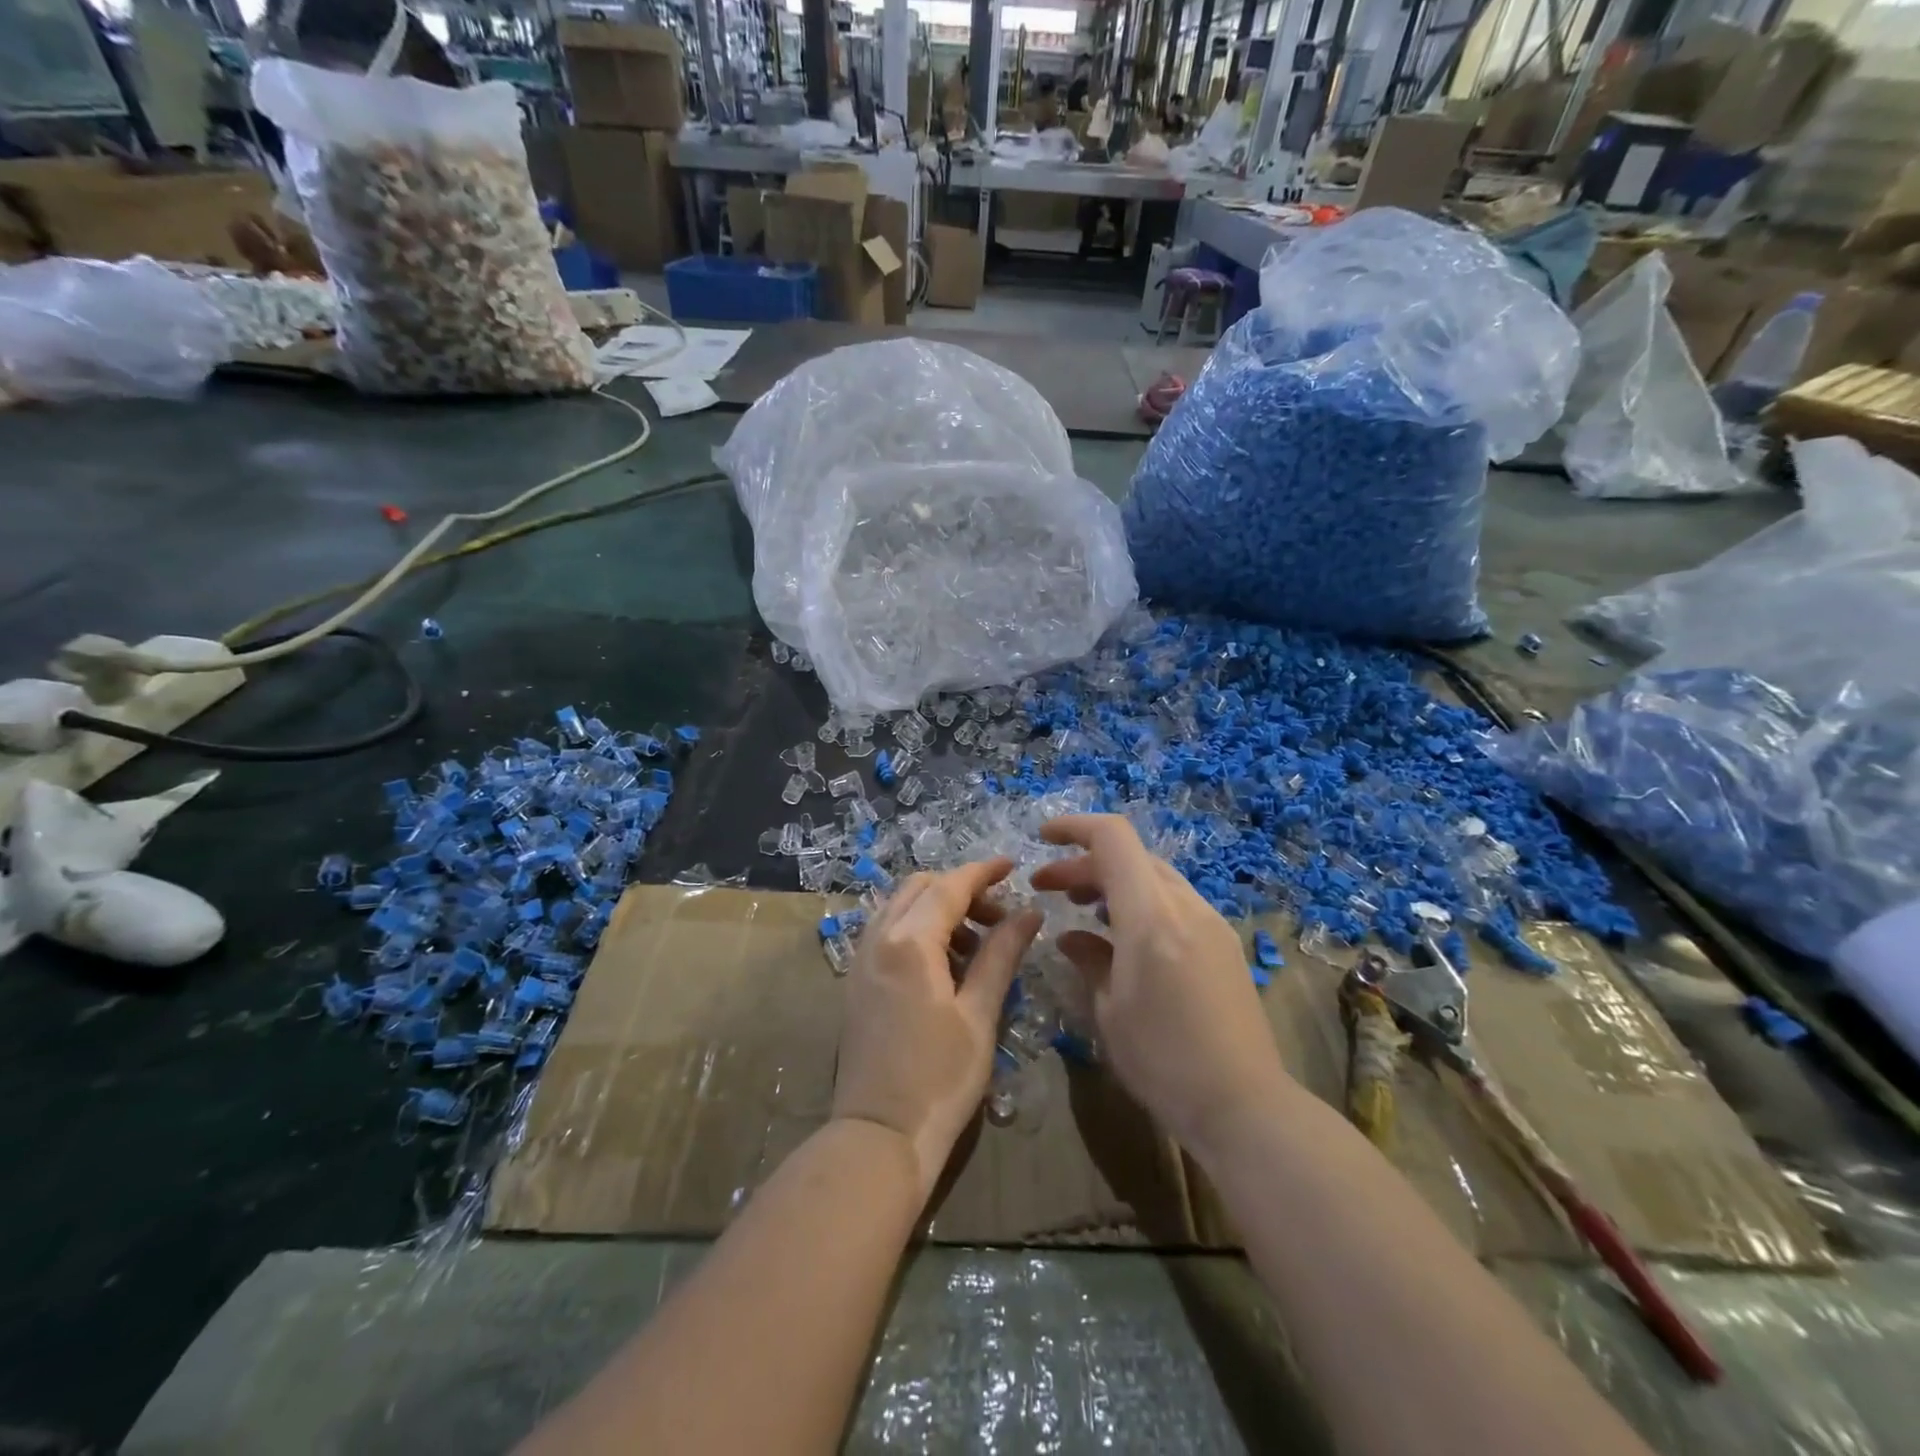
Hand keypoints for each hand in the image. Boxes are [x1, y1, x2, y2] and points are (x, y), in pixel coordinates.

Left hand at [832, 858, 1042, 1203]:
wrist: (879, 1136)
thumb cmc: (939, 1078)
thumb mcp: (979, 1014)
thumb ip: (1001, 954)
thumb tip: (1029, 913)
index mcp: (909, 942)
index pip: (950, 886)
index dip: (983, 872)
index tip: (1013, 865)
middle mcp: (878, 938)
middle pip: (920, 888)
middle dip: (960, 889)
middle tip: (998, 916)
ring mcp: (861, 960)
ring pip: (901, 907)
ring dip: (939, 909)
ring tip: (978, 944)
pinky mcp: (857, 981)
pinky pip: (889, 932)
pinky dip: (919, 929)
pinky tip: (946, 964)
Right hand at [1030, 815, 1291, 1155]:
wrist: (1244, 1105)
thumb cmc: (1163, 1061)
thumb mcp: (1110, 1011)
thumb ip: (1089, 959)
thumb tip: (1071, 937)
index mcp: (1151, 917)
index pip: (1112, 839)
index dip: (1074, 827)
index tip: (1042, 837)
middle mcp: (1185, 906)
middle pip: (1131, 856)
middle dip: (1084, 863)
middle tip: (1048, 888)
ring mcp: (1211, 922)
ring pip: (1154, 877)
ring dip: (1113, 881)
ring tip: (1082, 909)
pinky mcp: (1223, 943)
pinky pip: (1174, 902)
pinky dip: (1140, 902)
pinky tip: (1122, 936)